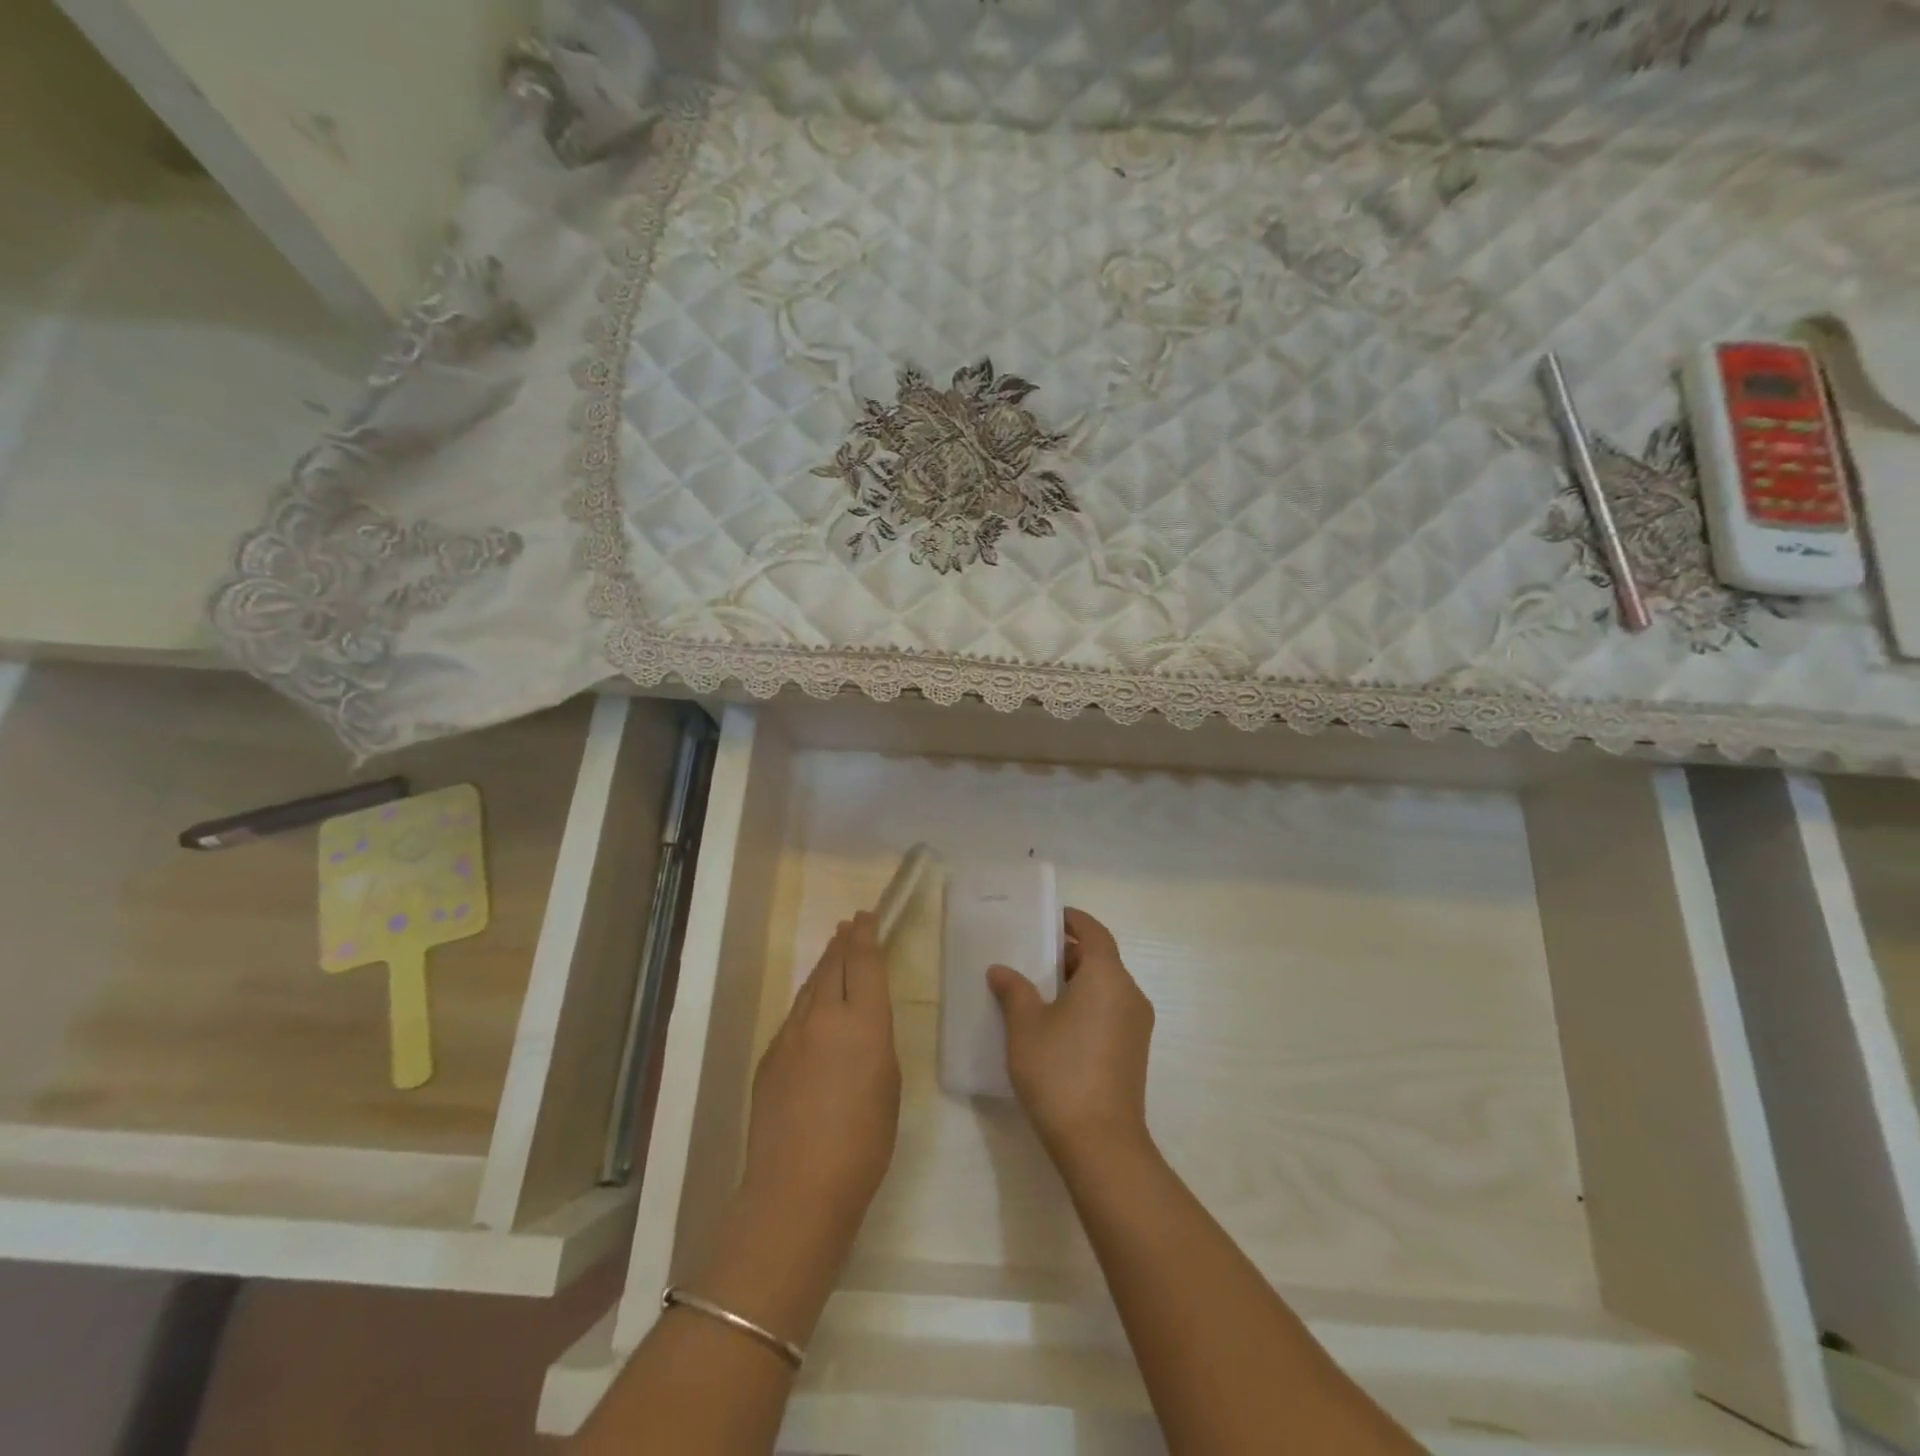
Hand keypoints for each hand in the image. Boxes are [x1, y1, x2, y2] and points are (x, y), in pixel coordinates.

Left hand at [738, 912, 900, 1264]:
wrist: (798, 1184)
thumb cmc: (863, 1140)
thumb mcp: (888, 1083)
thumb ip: (874, 1042)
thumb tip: (859, 1026)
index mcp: (862, 1020)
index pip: (863, 962)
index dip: (866, 935)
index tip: (866, 916)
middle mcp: (823, 1015)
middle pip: (832, 965)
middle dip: (843, 942)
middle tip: (849, 925)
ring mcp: (790, 1034)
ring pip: (810, 987)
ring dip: (823, 966)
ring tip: (832, 951)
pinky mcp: (770, 1056)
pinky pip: (794, 1015)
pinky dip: (808, 999)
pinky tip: (812, 1006)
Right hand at [988, 907, 1155, 1166]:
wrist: (1100, 1143)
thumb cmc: (1060, 1071)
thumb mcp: (1025, 1026)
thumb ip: (1014, 991)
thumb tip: (1001, 970)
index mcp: (1107, 976)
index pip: (1095, 932)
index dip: (1074, 921)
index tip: (1050, 918)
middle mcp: (1129, 994)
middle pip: (1102, 959)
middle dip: (1070, 953)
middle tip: (1034, 956)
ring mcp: (1137, 1025)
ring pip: (1107, 987)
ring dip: (1078, 981)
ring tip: (1040, 990)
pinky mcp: (1135, 1051)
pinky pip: (1111, 1011)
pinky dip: (1088, 1004)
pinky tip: (1057, 1023)